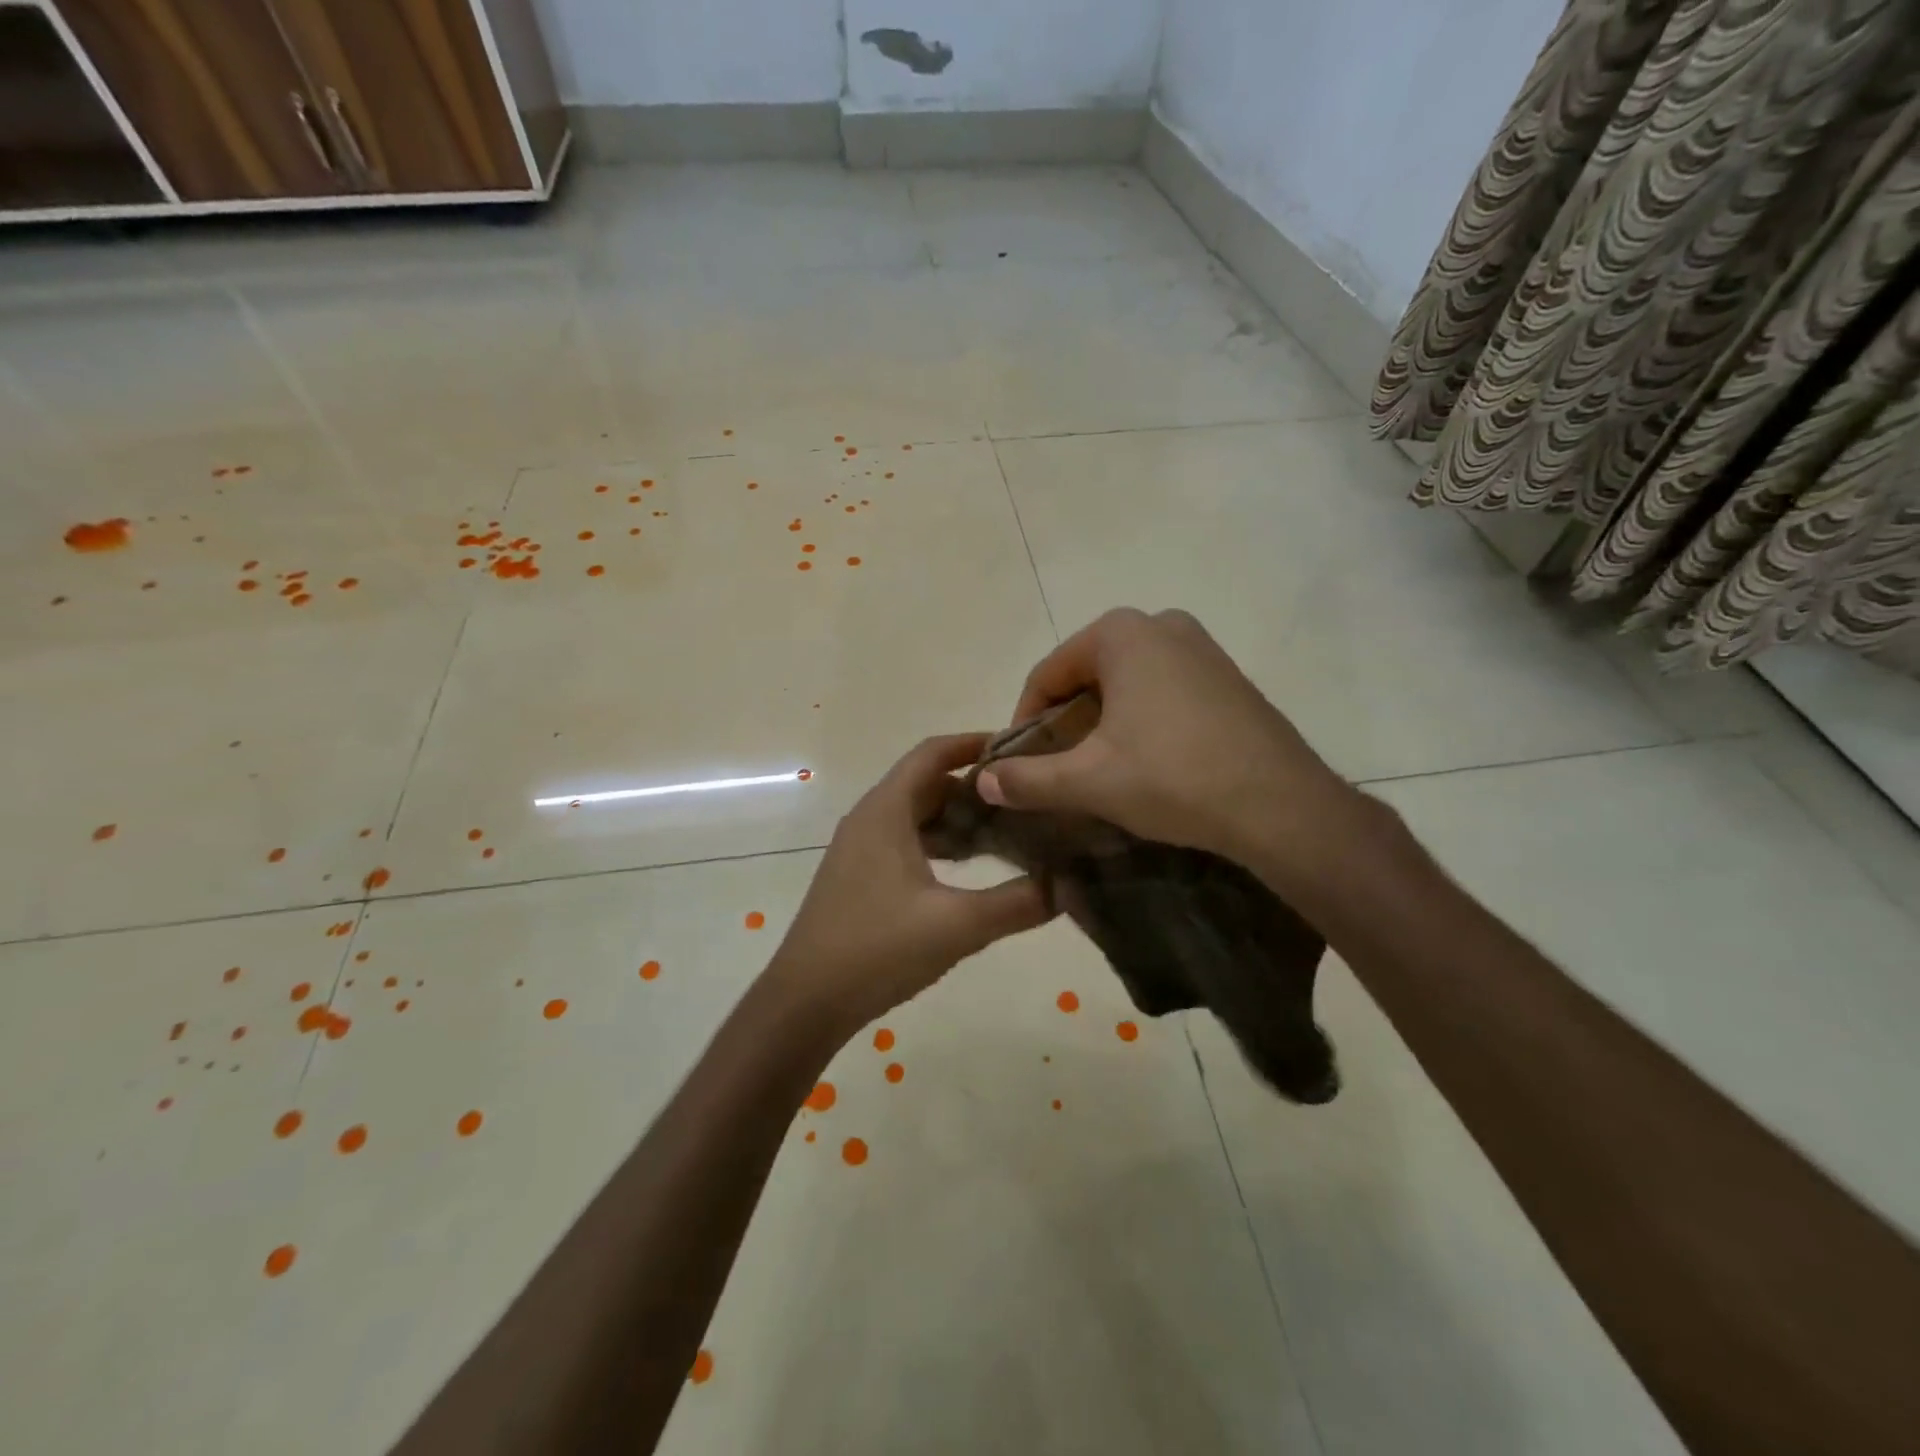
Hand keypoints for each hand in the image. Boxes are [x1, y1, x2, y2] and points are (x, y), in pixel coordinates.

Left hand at [768, 734, 1054, 1035]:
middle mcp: (869, 818)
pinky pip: (904, 840)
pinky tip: (967, 870)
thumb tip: (1068, 885)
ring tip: (1005, 832)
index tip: (1018, 749)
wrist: (806, 1002)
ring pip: (916, 814)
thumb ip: (1017, 903)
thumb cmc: (877, 950)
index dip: (974, 743)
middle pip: (927, 782)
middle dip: (974, 787)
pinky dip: (937, 843)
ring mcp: (860, 848)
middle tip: (1023, 799)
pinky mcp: (858, 875)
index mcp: (886, 811)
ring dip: (956, 818)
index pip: (932, 753)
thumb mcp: (957, 926)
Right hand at [978, 609, 1369, 883]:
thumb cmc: (1173, 778)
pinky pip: (1163, 691)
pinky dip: (1141, 720)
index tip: (1020, 765)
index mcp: (1121, 634)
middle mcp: (1162, 624)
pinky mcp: (1227, 677)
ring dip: (1102, 723)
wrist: (1281, 805)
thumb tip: (983, 781)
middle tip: (1060, 769)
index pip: (1048, 674)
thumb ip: (1028, 779)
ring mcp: (1201, 648)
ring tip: (1100, 770)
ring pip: (1126, 684)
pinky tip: (1147, 763)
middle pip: (1087, 675)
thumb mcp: (1089, 780)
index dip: (1025, 721)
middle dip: (1066, 722)